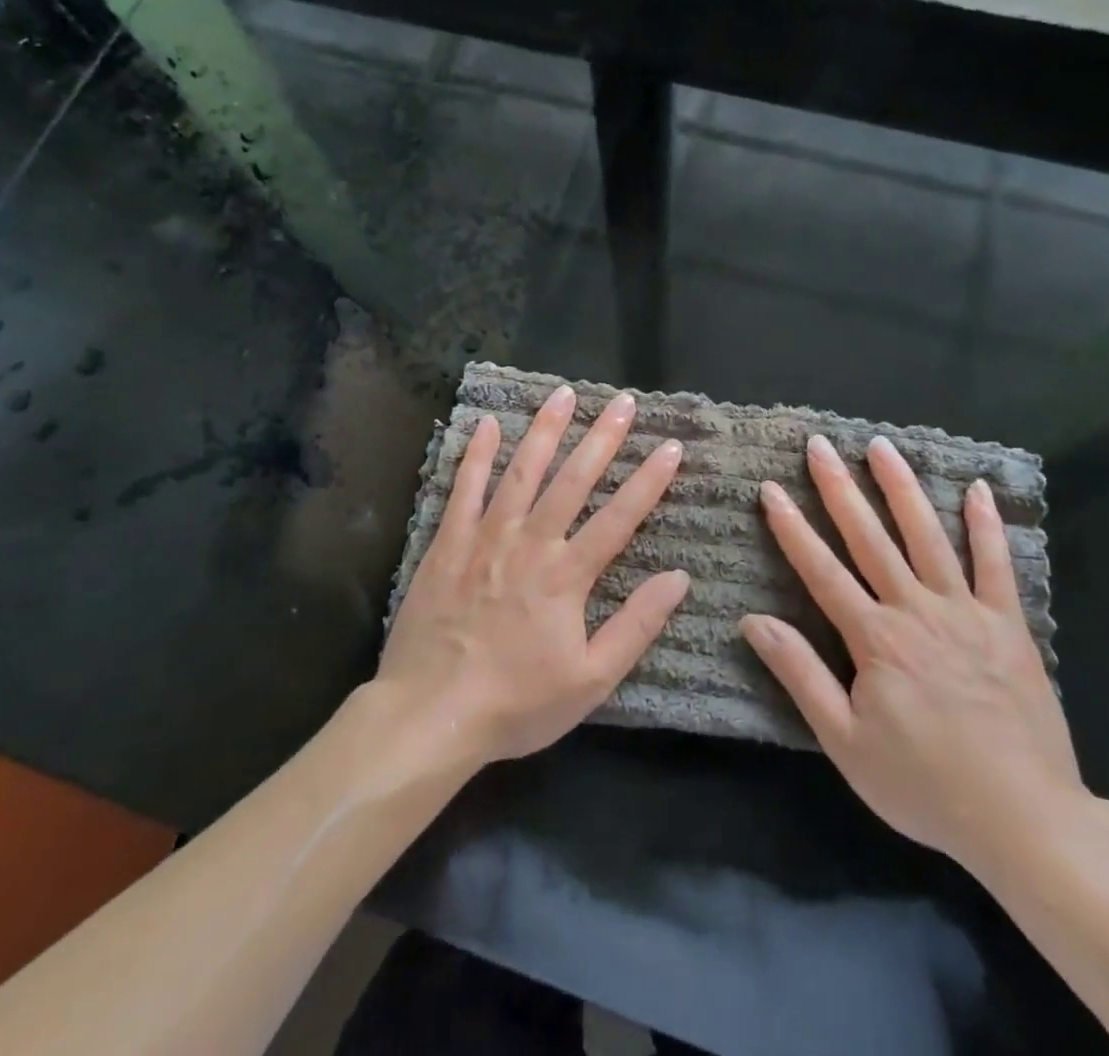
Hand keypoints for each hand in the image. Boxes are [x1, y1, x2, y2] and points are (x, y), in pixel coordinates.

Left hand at [378, 383, 688, 767]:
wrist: (430, 713)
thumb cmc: (516, 703)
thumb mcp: (591, 680)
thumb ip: (636, 626)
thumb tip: (679, 578)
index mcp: (568, 576)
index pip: (619, 518)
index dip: (649, 481)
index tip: (671, 446)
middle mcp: (531, 543)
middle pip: (573, 480)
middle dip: (602, 438)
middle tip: (623, 401)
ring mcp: (486, 537)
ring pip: (522, 472)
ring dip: (545, 431)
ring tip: (564, 394)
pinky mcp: (448, 542)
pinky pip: (464, 489)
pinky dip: (476, 455)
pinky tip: (487, 424)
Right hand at [740, 435, 1084, 878]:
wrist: (1026, 820)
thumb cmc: (924, 784)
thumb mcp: (845, 741)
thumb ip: (800, 674)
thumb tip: (753, 621)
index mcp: (874, 638)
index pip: (822, 569)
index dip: (792, 527)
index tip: (772, 488)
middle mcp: (916, 610)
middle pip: (870, 538)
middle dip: (839, 488)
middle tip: (819, 445)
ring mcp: (966, 611)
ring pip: (927, 536)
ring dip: (902, 488)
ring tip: (881, 446)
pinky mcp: (1008, 624)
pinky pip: (996, 565)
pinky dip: (986, 525)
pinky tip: (976, 488)